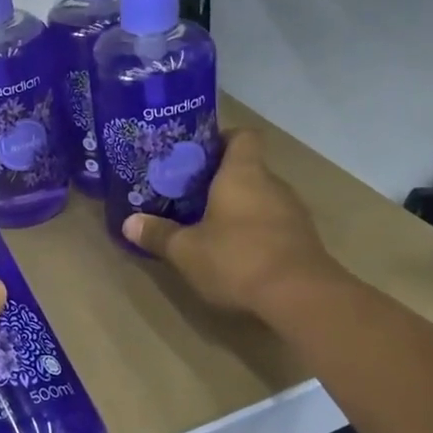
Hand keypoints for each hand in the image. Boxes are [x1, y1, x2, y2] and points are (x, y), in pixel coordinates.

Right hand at [122, 128, 348, 321]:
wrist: (300, 296)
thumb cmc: (237, 258)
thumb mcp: (186, 250)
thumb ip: (158, 234)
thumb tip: (128, 223)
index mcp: (243, 173)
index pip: (242, 136)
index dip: (221, 139)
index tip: (197, 155)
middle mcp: (272, 184)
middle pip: (248, 169)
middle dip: (221, 181)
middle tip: (190, 196)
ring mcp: (293, 213)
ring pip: (261, 199)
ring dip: (239, 209)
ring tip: (210, 227)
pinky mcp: (303, 241)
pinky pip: (274, 225)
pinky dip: (256, 233)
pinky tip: (237, 255)